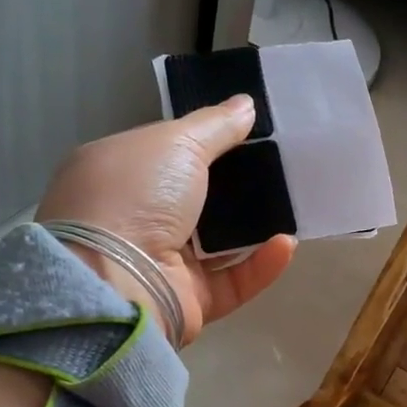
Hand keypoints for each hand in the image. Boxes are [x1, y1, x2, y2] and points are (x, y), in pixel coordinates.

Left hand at [35, 97, 296, 344]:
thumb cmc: (135, 197)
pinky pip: (232, 282)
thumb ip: (215, 125)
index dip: (201, 144)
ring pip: (215, 244)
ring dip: (252, 226)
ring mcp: (160, 265)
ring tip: (290, 204)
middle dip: (233, 187)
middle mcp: (133, 220)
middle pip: (193, 200)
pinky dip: (260, 265)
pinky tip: (286, 243)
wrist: (116, 282)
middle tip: (277, 169)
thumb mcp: (176, 142)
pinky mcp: (187, 301)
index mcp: (116, 176)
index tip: (245, 134)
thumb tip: (246, 105)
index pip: (163, 155)